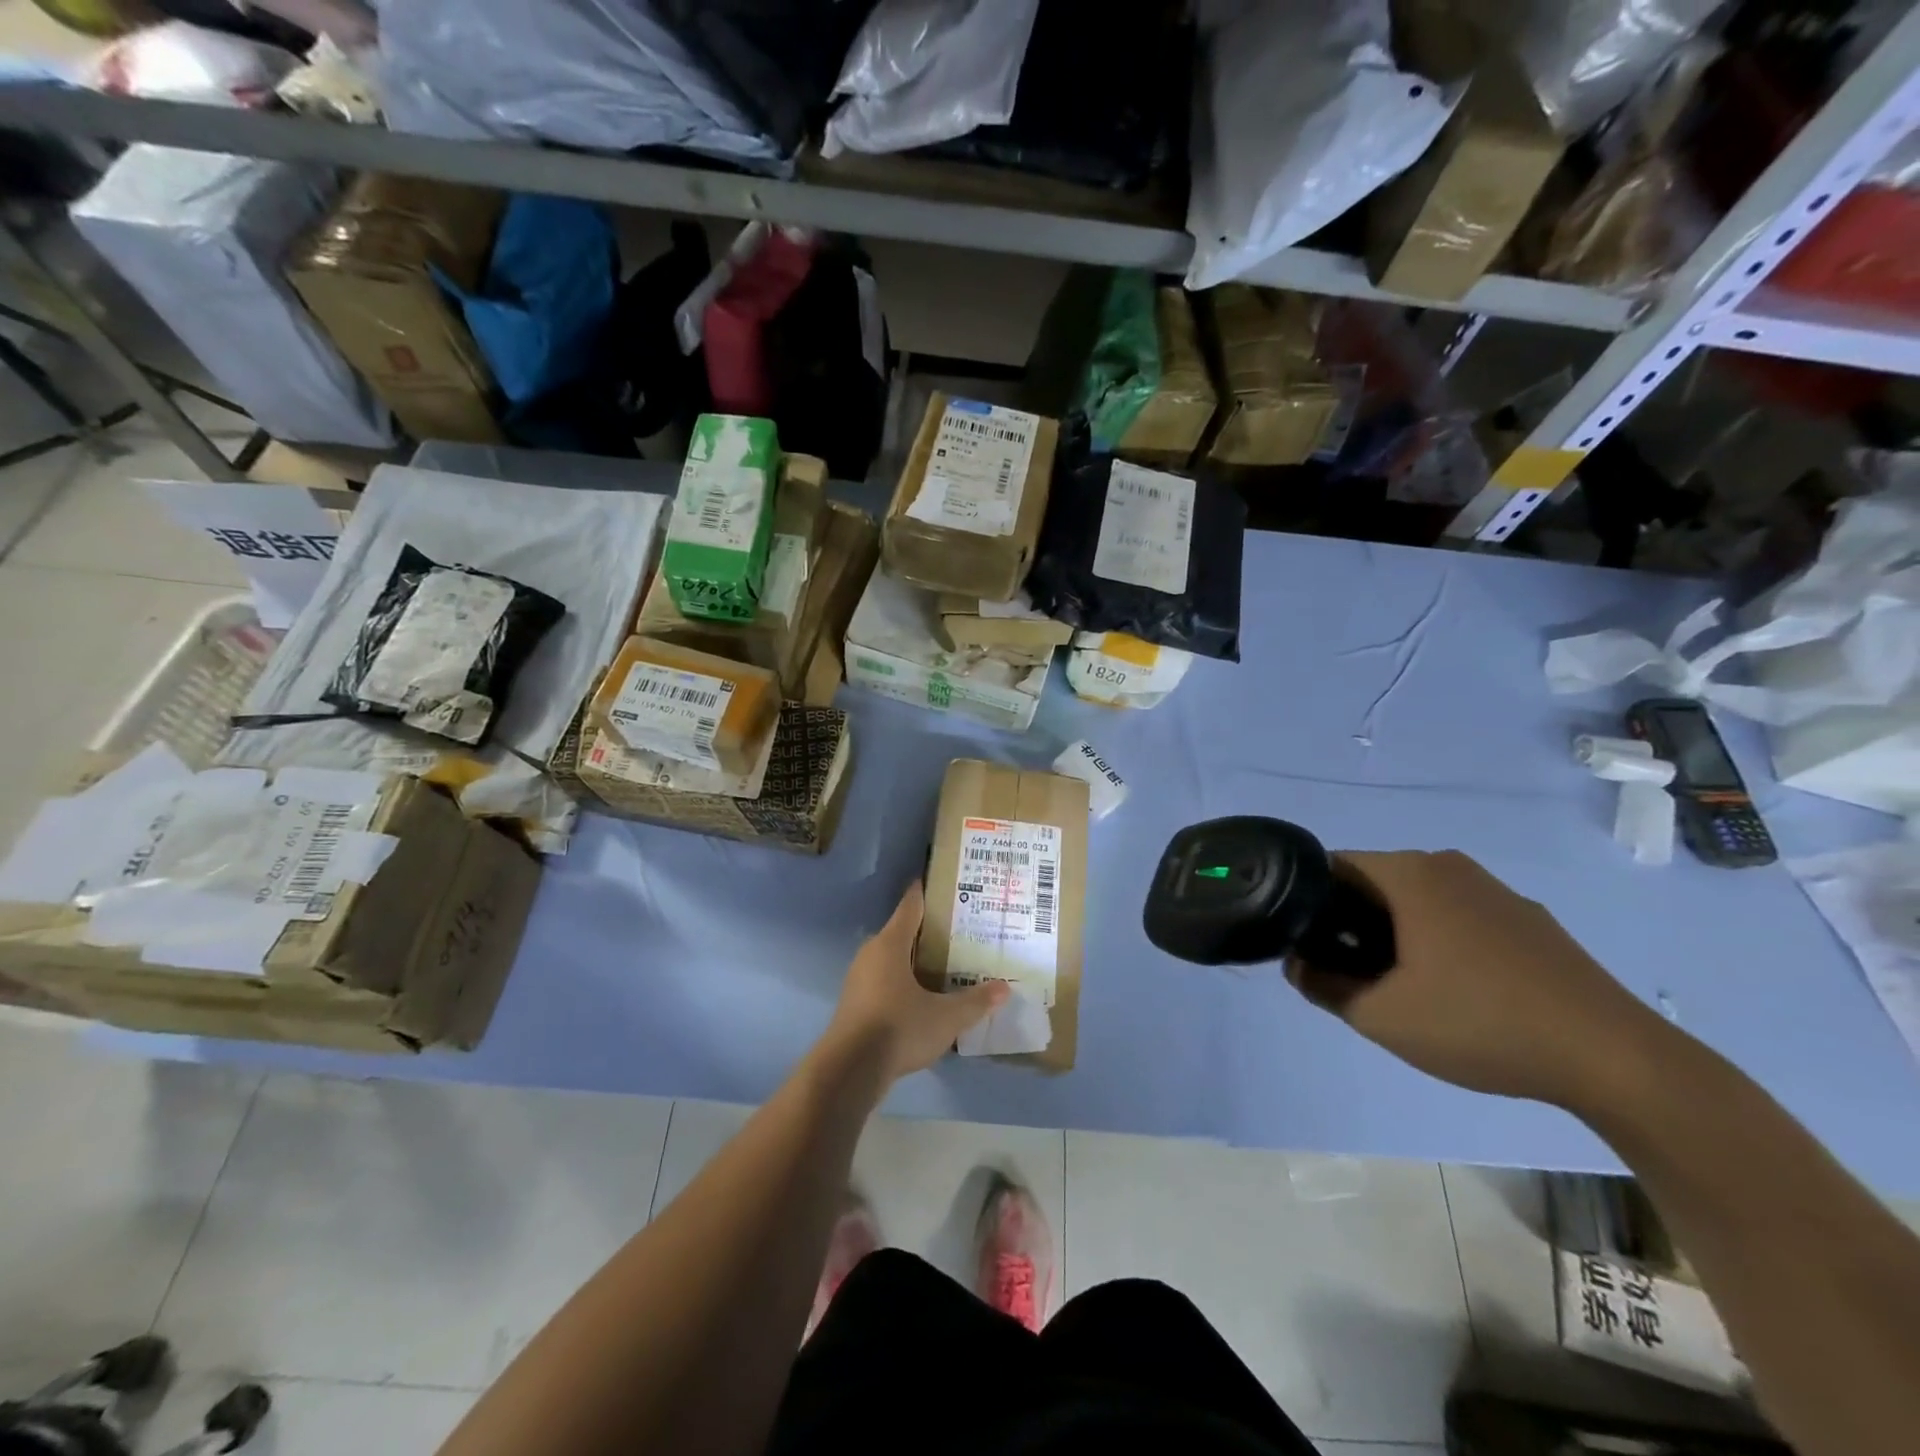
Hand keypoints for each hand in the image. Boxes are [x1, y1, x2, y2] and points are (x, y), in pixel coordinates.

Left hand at [824, 882, 1006, 1085]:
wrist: (849, 1070)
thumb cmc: (898, 1029)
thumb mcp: (946, 1018)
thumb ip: (975, 1002)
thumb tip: (1004, 988)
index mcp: (890, 943)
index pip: (910, 905)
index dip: (926, 893)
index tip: (945, 884)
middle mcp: (871, 953)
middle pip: (901, 932)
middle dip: (928, 930)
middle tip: (959, 929)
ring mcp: (859, 978)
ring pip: (892, 958)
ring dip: (914, 958)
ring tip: (946, 962)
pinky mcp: (856, 1002)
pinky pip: (884, 979)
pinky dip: (903, 980)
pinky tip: (923, 995)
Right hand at [1290, 851, 1673, 1110]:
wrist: (1616, 1059)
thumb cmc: (1481, 1023)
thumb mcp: (1380, 1016)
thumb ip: (1322, 986)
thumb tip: (1298, 964)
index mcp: (1410, 874)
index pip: (1332, 866)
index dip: (1309, 904)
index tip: (1310, 946)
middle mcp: (1450, 867)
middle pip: (1374, 882)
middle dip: (1351, 922)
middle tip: (1349, 974)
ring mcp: (1496, 891)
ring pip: (1418, 900)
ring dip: (1395, 934)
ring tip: (1403, 988)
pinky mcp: (1530, 920)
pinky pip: (1460, 916)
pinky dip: (1439, 941)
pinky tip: (1459, 993)